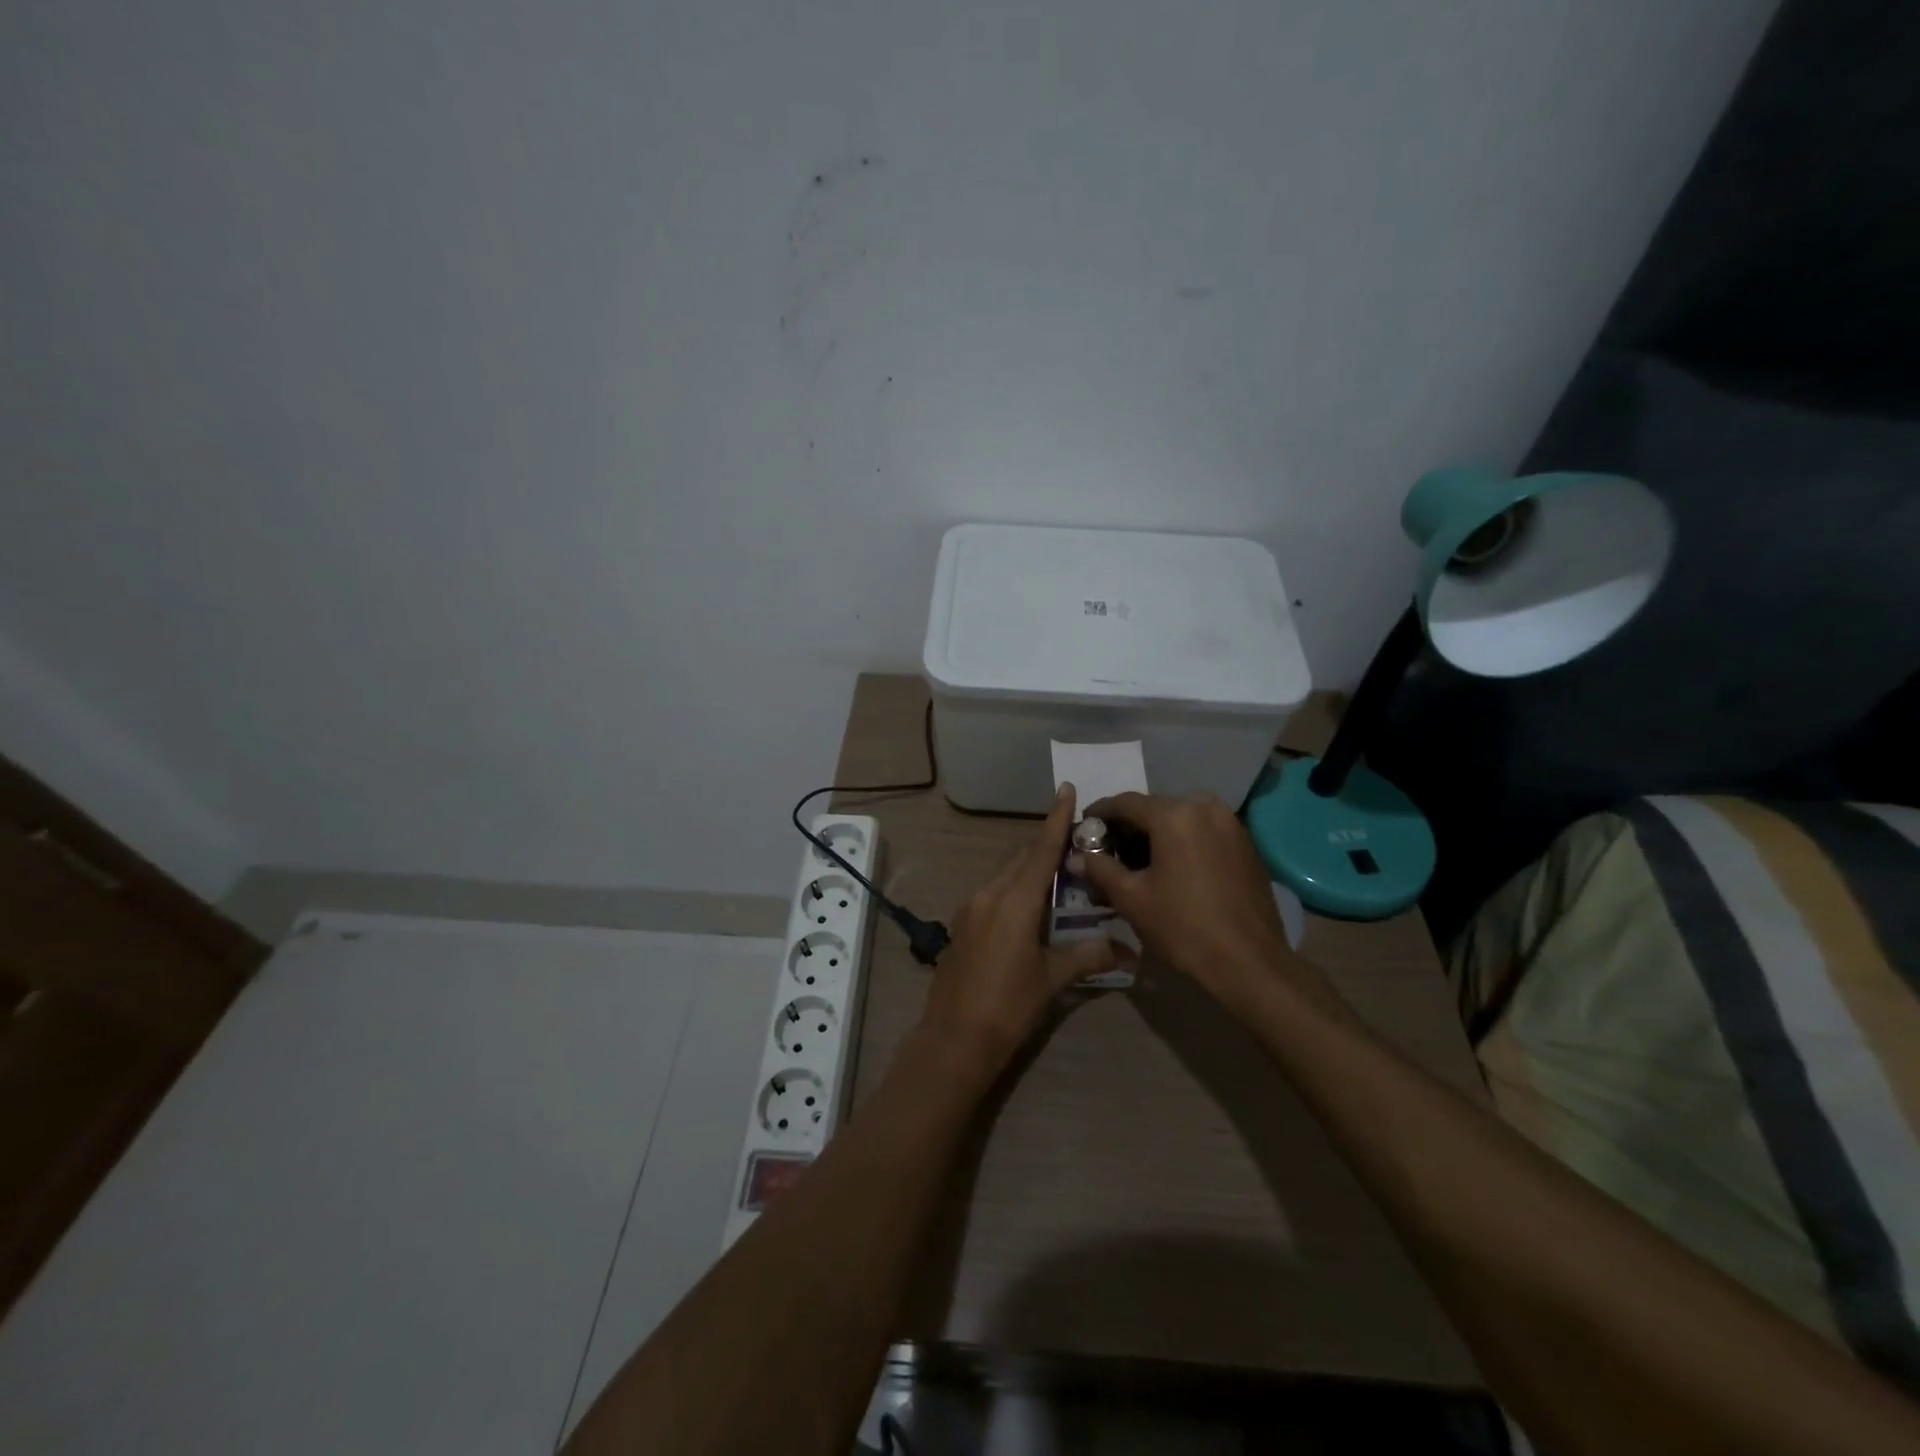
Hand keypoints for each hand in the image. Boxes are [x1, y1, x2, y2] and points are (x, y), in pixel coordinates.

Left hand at [918, 784, 1132, 1073]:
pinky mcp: (962, 924)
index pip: (1040, 850)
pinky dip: (1014, 888)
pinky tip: (1029, 905)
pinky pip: (993, 893)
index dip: (1056, 820)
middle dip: (1046, 844)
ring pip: (1005, 875)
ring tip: (1058, 871)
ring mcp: (970, 908)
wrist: (954, 1039)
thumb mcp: (1052, 979)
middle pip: (1022, 859)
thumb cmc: (1008, 1006)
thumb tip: (1128, 949)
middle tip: (1076, 838)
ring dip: (1030, 868)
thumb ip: (1089, 956)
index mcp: (1014, 901)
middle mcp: (989, 894)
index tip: (1065, 789)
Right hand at [1080, 792, 1317, 1009]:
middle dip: (1129, 826)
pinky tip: (1172, 867)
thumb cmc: (1183, 928)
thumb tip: (1078, 856)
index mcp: (1174, 815)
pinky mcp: (1246, 844)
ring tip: (1139, 861)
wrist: (1250, 964)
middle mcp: (1205, 808)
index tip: (1084, 825)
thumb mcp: (1131, 899)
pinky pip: (1203, 831)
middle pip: (1155, 808)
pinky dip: (1182, 841)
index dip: (1100, 812)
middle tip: (1108, 848)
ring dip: (1156, 833)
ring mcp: (1231, 824)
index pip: (1126, 802)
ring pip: (1181, 818)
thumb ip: (1101, 869)